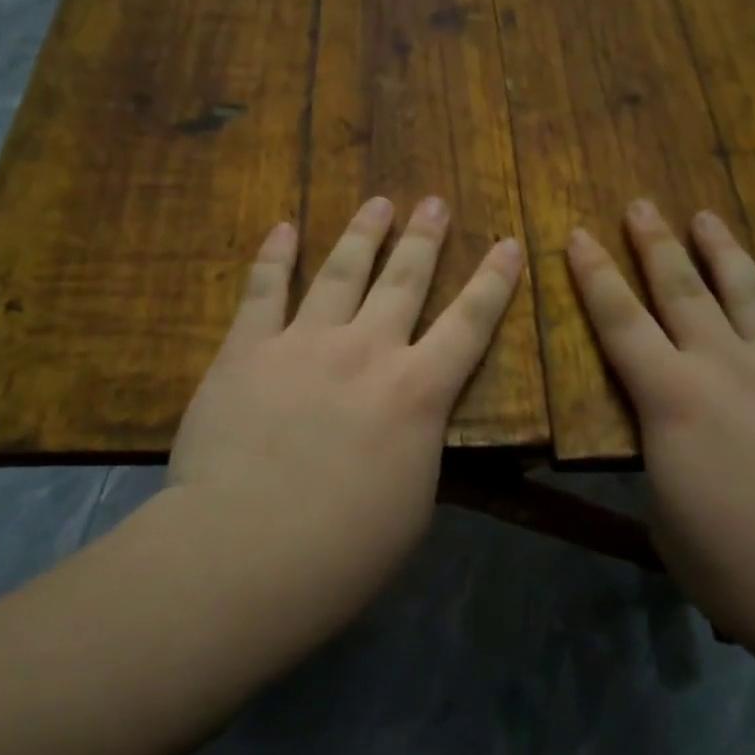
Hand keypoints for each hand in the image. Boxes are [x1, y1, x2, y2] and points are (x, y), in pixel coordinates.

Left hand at [164, 195, 522, 637]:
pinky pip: (263, 290)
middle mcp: (367, 351)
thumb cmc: (344, 550)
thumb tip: (412, 418)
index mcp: (418, 393)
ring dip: (363, 234)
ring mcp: (303, 343)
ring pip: (340, 272)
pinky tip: (284, 227)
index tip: (509, 242)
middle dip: (424, 238)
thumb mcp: (412, 500)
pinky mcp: (247, 350)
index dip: (494, 280)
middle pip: (404, 280)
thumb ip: (416, 443)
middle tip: (434, 202)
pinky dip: (274, 255)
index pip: (470, 323)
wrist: (246, 552)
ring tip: (378, 202)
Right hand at [566, 201, 754, 662]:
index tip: (580, 234)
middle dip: (654, 244)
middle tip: (640, 204)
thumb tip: (669, 440)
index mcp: (671, 399)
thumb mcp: (666, 519)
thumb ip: (662, 463)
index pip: (619, 322)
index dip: (594, 275)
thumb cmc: (739, 571)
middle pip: (682, 290)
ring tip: (706, 216)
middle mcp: (726, 367)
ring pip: (750, 292)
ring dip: (724, 251)